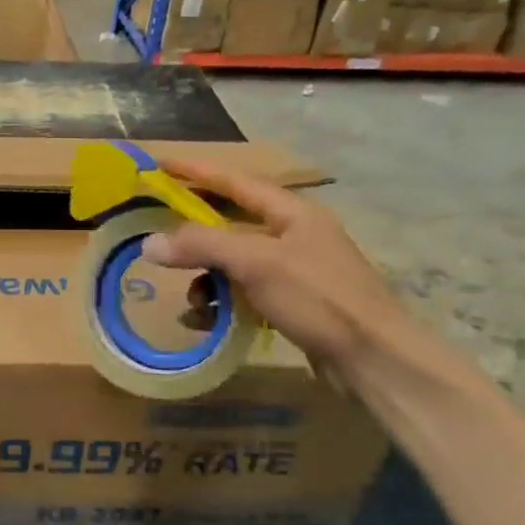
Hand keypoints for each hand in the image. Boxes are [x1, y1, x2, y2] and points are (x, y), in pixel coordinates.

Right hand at [141, 160, 408, 376]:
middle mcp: (294, 235)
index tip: (159, 164)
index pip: (234, 181)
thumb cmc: (319, 298)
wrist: (376, 360)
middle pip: (231, 222)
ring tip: (192, 301)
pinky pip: (245, 292)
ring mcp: (295, 270)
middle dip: (194, 233)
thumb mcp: (256, 263)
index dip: (195, 171)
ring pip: (235, 262)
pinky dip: (223, 301)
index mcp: (292, 212)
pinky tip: (207, 321)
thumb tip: (149, 242)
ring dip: (207, 277)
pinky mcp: (294, 304)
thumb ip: (201, 246)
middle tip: (157, 234)